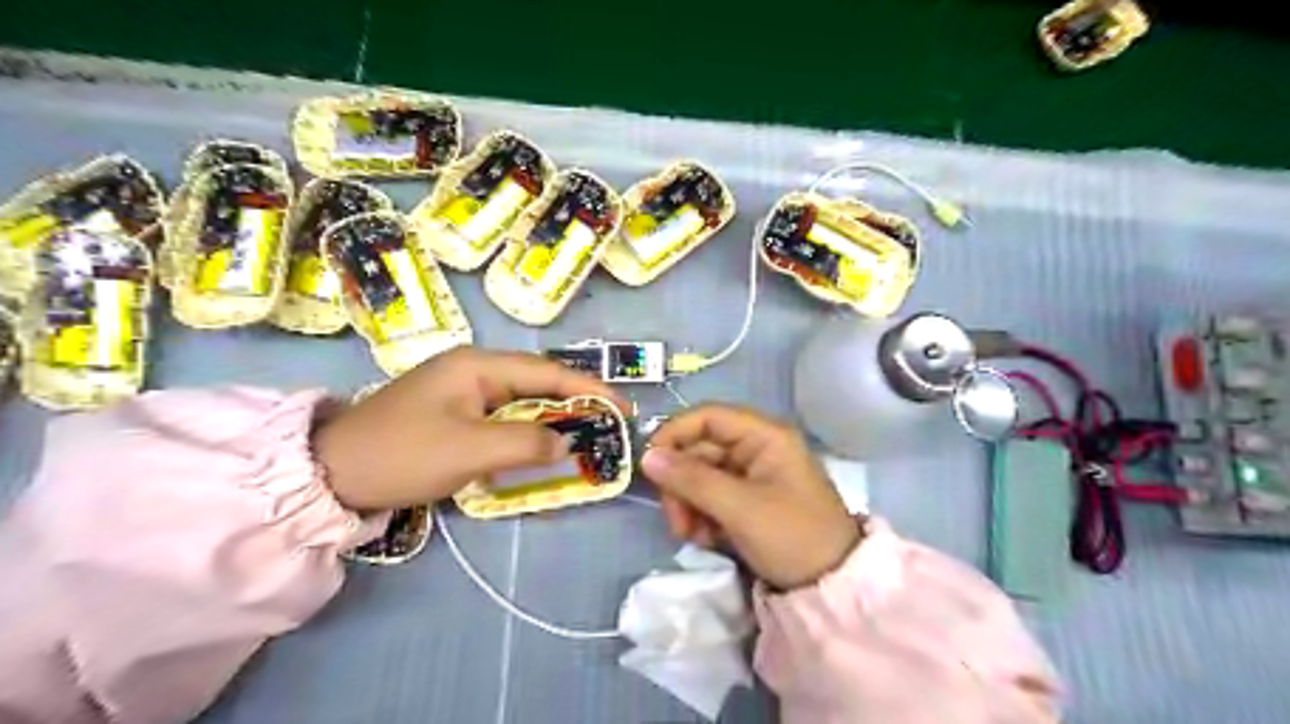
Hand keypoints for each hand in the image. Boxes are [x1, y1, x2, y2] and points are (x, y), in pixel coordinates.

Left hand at [312, 348, 625, 512]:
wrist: (331, 473)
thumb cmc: (403, 454)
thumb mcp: (470, 450)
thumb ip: (526, 443)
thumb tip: (566, 443)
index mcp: (478, 365)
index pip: (547, 372)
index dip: (589, 388)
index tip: (622, 408)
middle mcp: (474, 370)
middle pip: (538, 383)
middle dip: (575, 403)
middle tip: (608, 426)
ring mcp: (462, 391)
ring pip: (522, 402)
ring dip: (552, 420)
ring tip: (585, 437)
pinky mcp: (454, 414)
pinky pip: (503, 419)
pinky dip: (527, 433)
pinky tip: (541, 448)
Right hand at [642, 404, 859, 591]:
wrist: (831, 588)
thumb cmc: (792, 536)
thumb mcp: (740, 508)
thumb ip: (691, 479)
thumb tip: (647, 457)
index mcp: (764, 436)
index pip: (708, 417)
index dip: (675, 434)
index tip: (649, 463)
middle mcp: (757, 448)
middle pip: (700, 449)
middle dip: (681, 484)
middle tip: (676, 520)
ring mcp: (752, 475)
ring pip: (700, 476)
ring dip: (688, 504)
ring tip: (692, 535)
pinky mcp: (747, 501)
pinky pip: (711, 497)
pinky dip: (701, 516)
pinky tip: (705, 539)